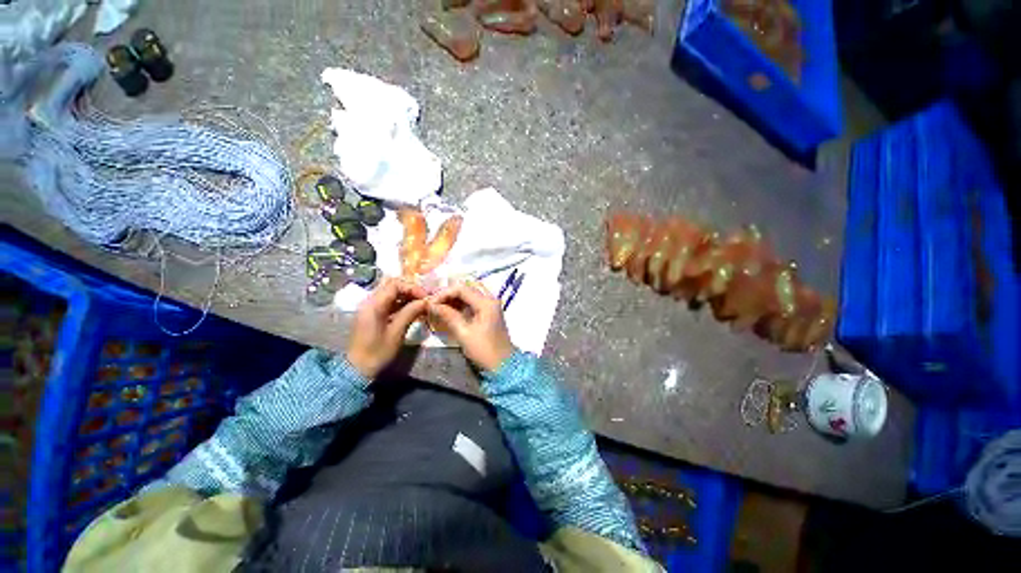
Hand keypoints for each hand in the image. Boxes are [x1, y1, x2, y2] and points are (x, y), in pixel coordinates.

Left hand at [347, 278, 427, 377]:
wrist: (357, 369)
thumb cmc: (378, 352)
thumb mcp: (397, 332)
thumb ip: (410, 313)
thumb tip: (425, 301)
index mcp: (374, 305)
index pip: (395, 284)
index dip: (412, 288)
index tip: (425, 297)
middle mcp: (369, 302)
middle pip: (391, 285)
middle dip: (410, 289)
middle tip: (424, 299)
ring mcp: (369, 307)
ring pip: (390, 292)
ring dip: (406, 295)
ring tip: (420, 304)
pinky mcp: (371, 314)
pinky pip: (387, 301)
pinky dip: (400, 302)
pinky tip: (411, 310)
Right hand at [428, 282, 514, 371]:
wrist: (503, 364)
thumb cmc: (484, 350)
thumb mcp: (464, 333)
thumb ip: (448, 315)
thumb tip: (432, 305)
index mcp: (486, 303)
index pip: (462, 288)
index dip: (444, 293)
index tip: (430, 303)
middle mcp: (490, 299)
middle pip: (467, 288)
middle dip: (449, 294)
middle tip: (434, 303)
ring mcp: (491, 305)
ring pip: (470, 294)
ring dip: (454, 298)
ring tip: (439, 306)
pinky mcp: (489, 312)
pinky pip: (473, 301)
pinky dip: (461, 304)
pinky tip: (449, 310)